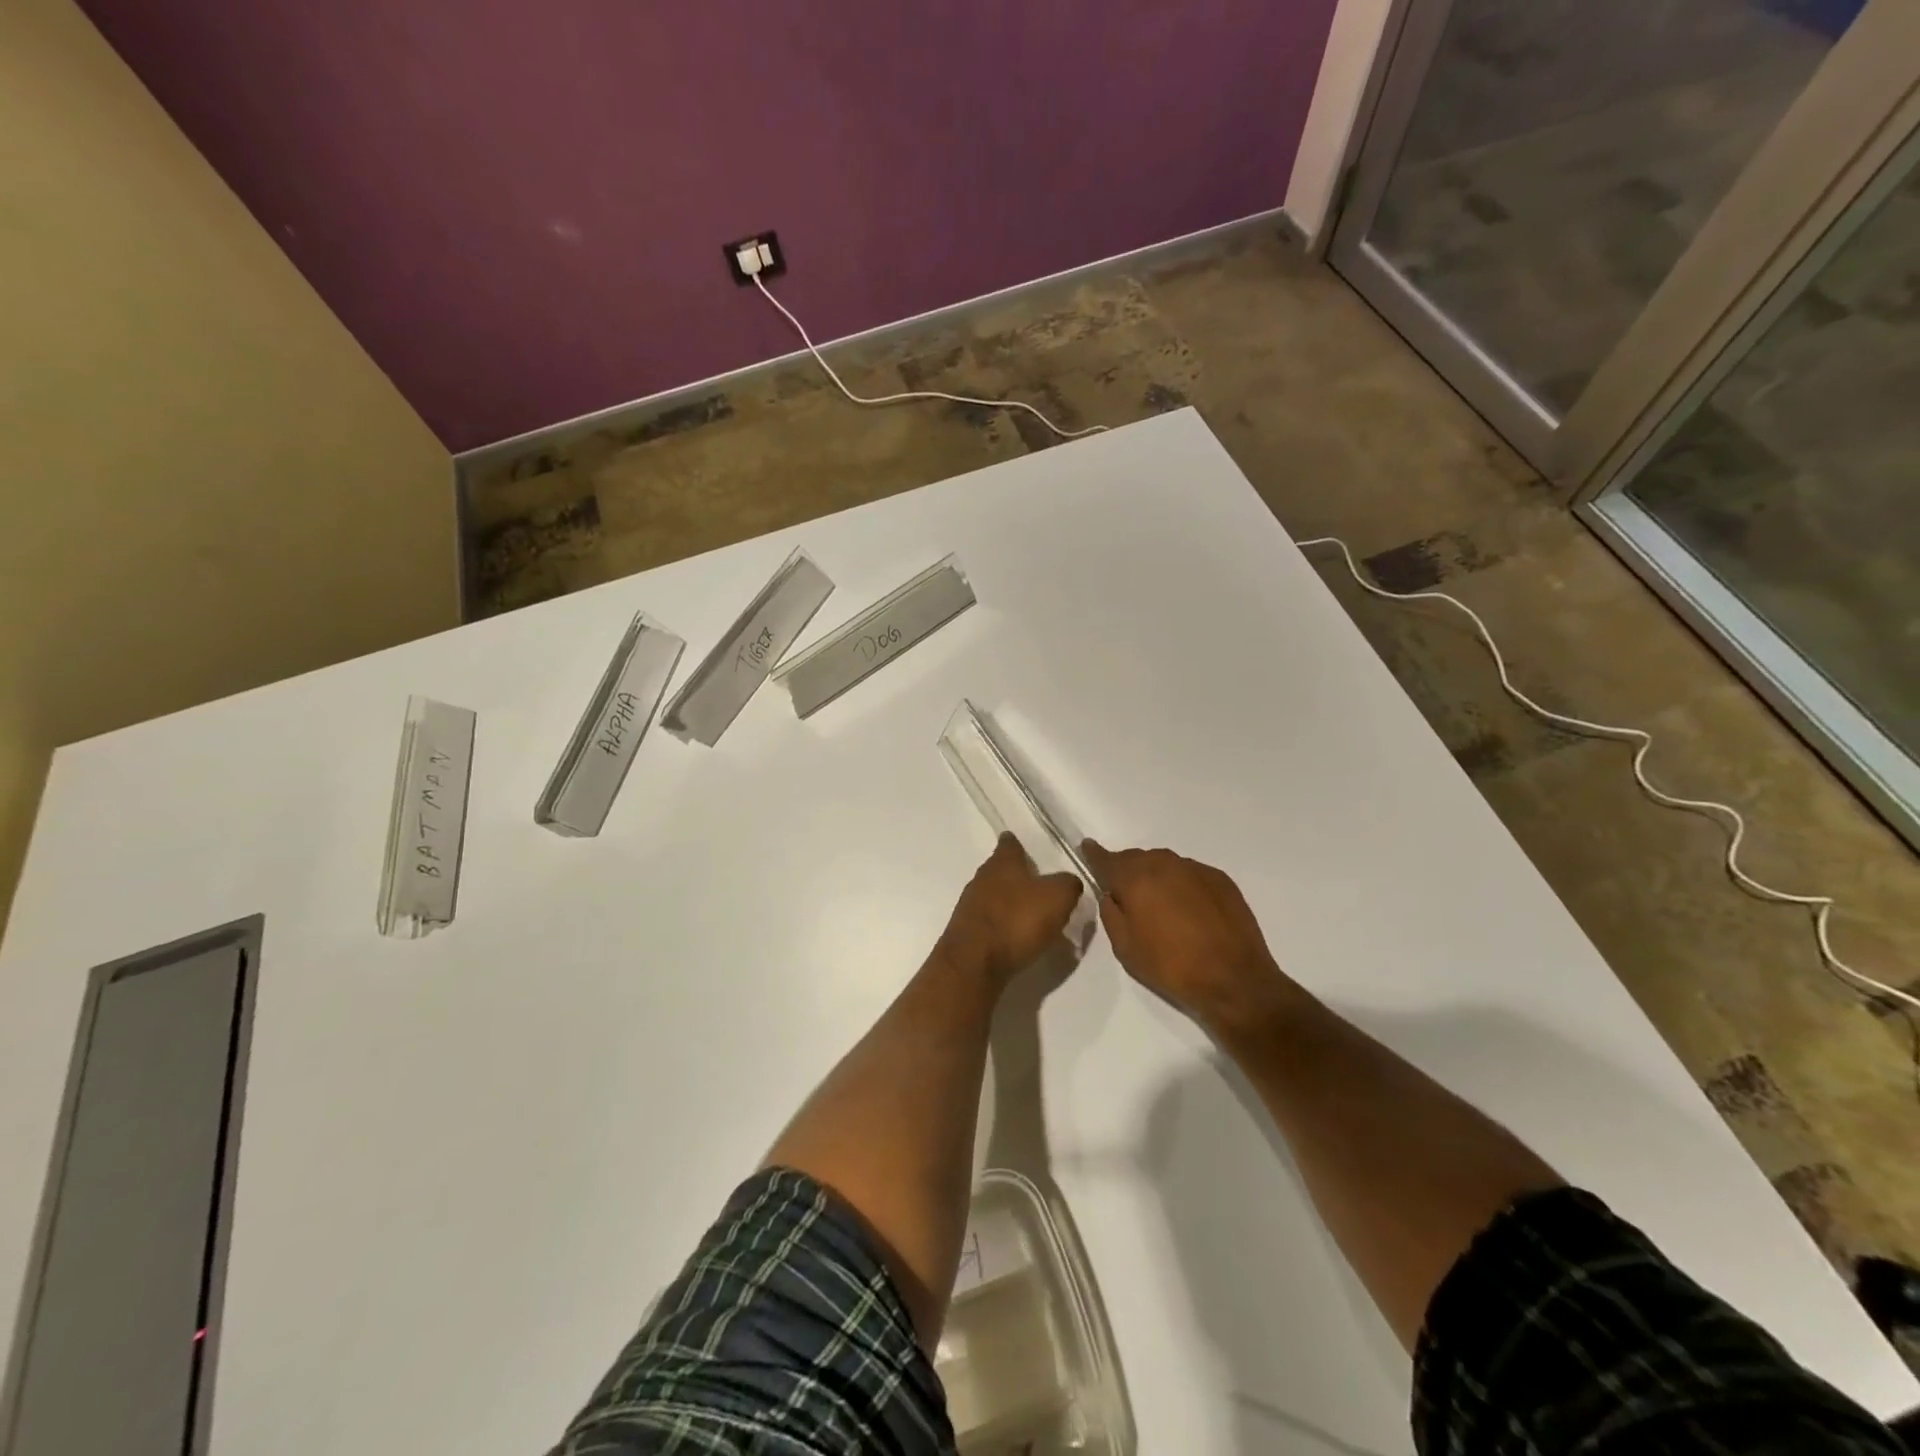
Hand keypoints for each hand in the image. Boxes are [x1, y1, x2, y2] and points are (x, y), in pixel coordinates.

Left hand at [938, 834, 1083, 989]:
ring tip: (1030, 913)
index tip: (1024, 847)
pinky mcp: (966, 932)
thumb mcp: (1057, 897)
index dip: (1017, 844)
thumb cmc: (1017, 920)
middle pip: (999, 869)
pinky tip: (1015, 937)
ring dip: (1008, 901)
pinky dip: (1002, 925)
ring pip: (993, 895)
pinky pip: (989, 921)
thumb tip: (1069, 881)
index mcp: (1002, 863)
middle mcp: (982, 878)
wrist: (974, 962)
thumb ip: (1067, 884)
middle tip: (1038, 884)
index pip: (1009, 844)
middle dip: (1015, 875)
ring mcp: (970, 905)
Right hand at [1081, 841, 1304, 1036]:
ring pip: (1165, 864)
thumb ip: (1111, 914)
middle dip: (1127, 871)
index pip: (1106, 858)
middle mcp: (1164, 864)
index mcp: (1136, 878)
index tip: (1087, 848)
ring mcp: (1195, 869)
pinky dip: (1181, 884)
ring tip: (1159, 904)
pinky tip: (1188, 910)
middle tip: (1126, 894)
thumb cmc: (1171, 966)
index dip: (1094, 854)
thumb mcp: (1125, 948)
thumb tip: (1112, 896)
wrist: (1234, 979)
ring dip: (1156, 877)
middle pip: (1137, 859)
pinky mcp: (1220, 879)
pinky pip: (1190, 874)